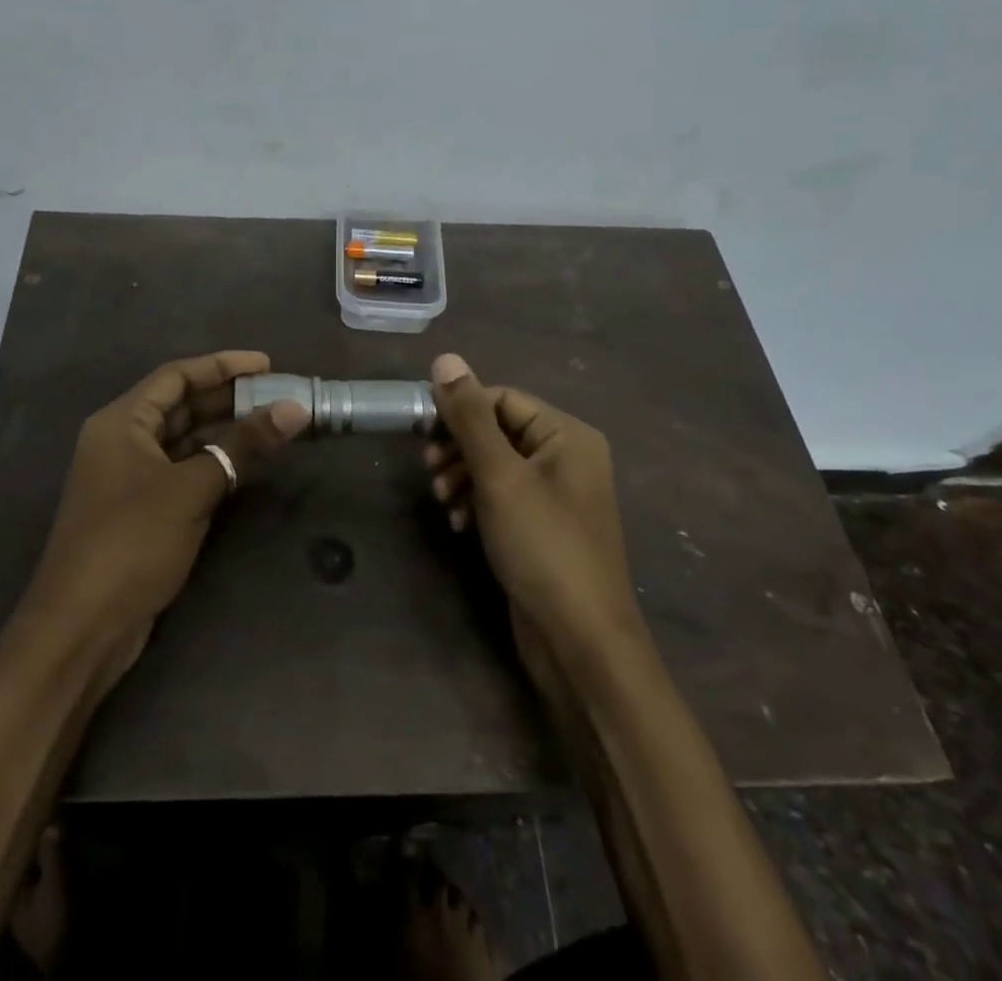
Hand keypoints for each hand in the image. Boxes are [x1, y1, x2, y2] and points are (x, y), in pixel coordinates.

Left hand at [21, 351, 308, 674]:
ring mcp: (132, 477)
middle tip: (279, 396)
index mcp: (122, 422)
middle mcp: (123, 441)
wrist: (81, 628)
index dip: (222, 365)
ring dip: (226, 432)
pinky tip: (249, 463)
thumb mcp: (191, 489)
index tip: (267, 364)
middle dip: (229, 398)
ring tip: (274, 424)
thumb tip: (295, 408)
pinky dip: (216, 463)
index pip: (176, 376)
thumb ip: (243, 445)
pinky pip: (185, 470)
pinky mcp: (143, 510)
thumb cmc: (131, 542)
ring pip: (186, 440)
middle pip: (181, 405)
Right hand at [422, 353, 641, 664]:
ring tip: (442, 500)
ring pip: (497, 465)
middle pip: (499, 430)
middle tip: (429, 468)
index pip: (503, 398)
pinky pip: (504, 497)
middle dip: (460, 447)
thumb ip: (469, 416)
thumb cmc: (542, 546)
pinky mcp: (544, 527)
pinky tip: (458, 523)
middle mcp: (567, 458)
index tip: (422, 431)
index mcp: (567, 435)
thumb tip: (445, 359)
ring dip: (463, 476)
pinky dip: (477, 502)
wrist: (579, 641)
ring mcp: (557, 495)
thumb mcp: (499, 475)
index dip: (460, 409)